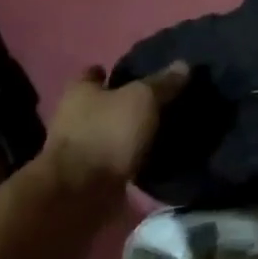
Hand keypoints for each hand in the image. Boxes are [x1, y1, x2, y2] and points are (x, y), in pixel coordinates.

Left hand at [40, 62, 188, 195]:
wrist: (80, 193)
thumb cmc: (107, 133)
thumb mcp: (142, 99)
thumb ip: (163, 83)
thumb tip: (183, 64)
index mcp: (80, 92)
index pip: (93, 73)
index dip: (111, 71)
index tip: (134, 72)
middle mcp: (74, 118)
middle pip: (101, 104)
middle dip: (124, 103)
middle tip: (158, 99)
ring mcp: (81, 149)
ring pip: (110, 132)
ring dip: (129, 132)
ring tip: (162, 127)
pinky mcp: (91, 177)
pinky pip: (116, 159)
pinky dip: (131, 157)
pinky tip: (155, 154)